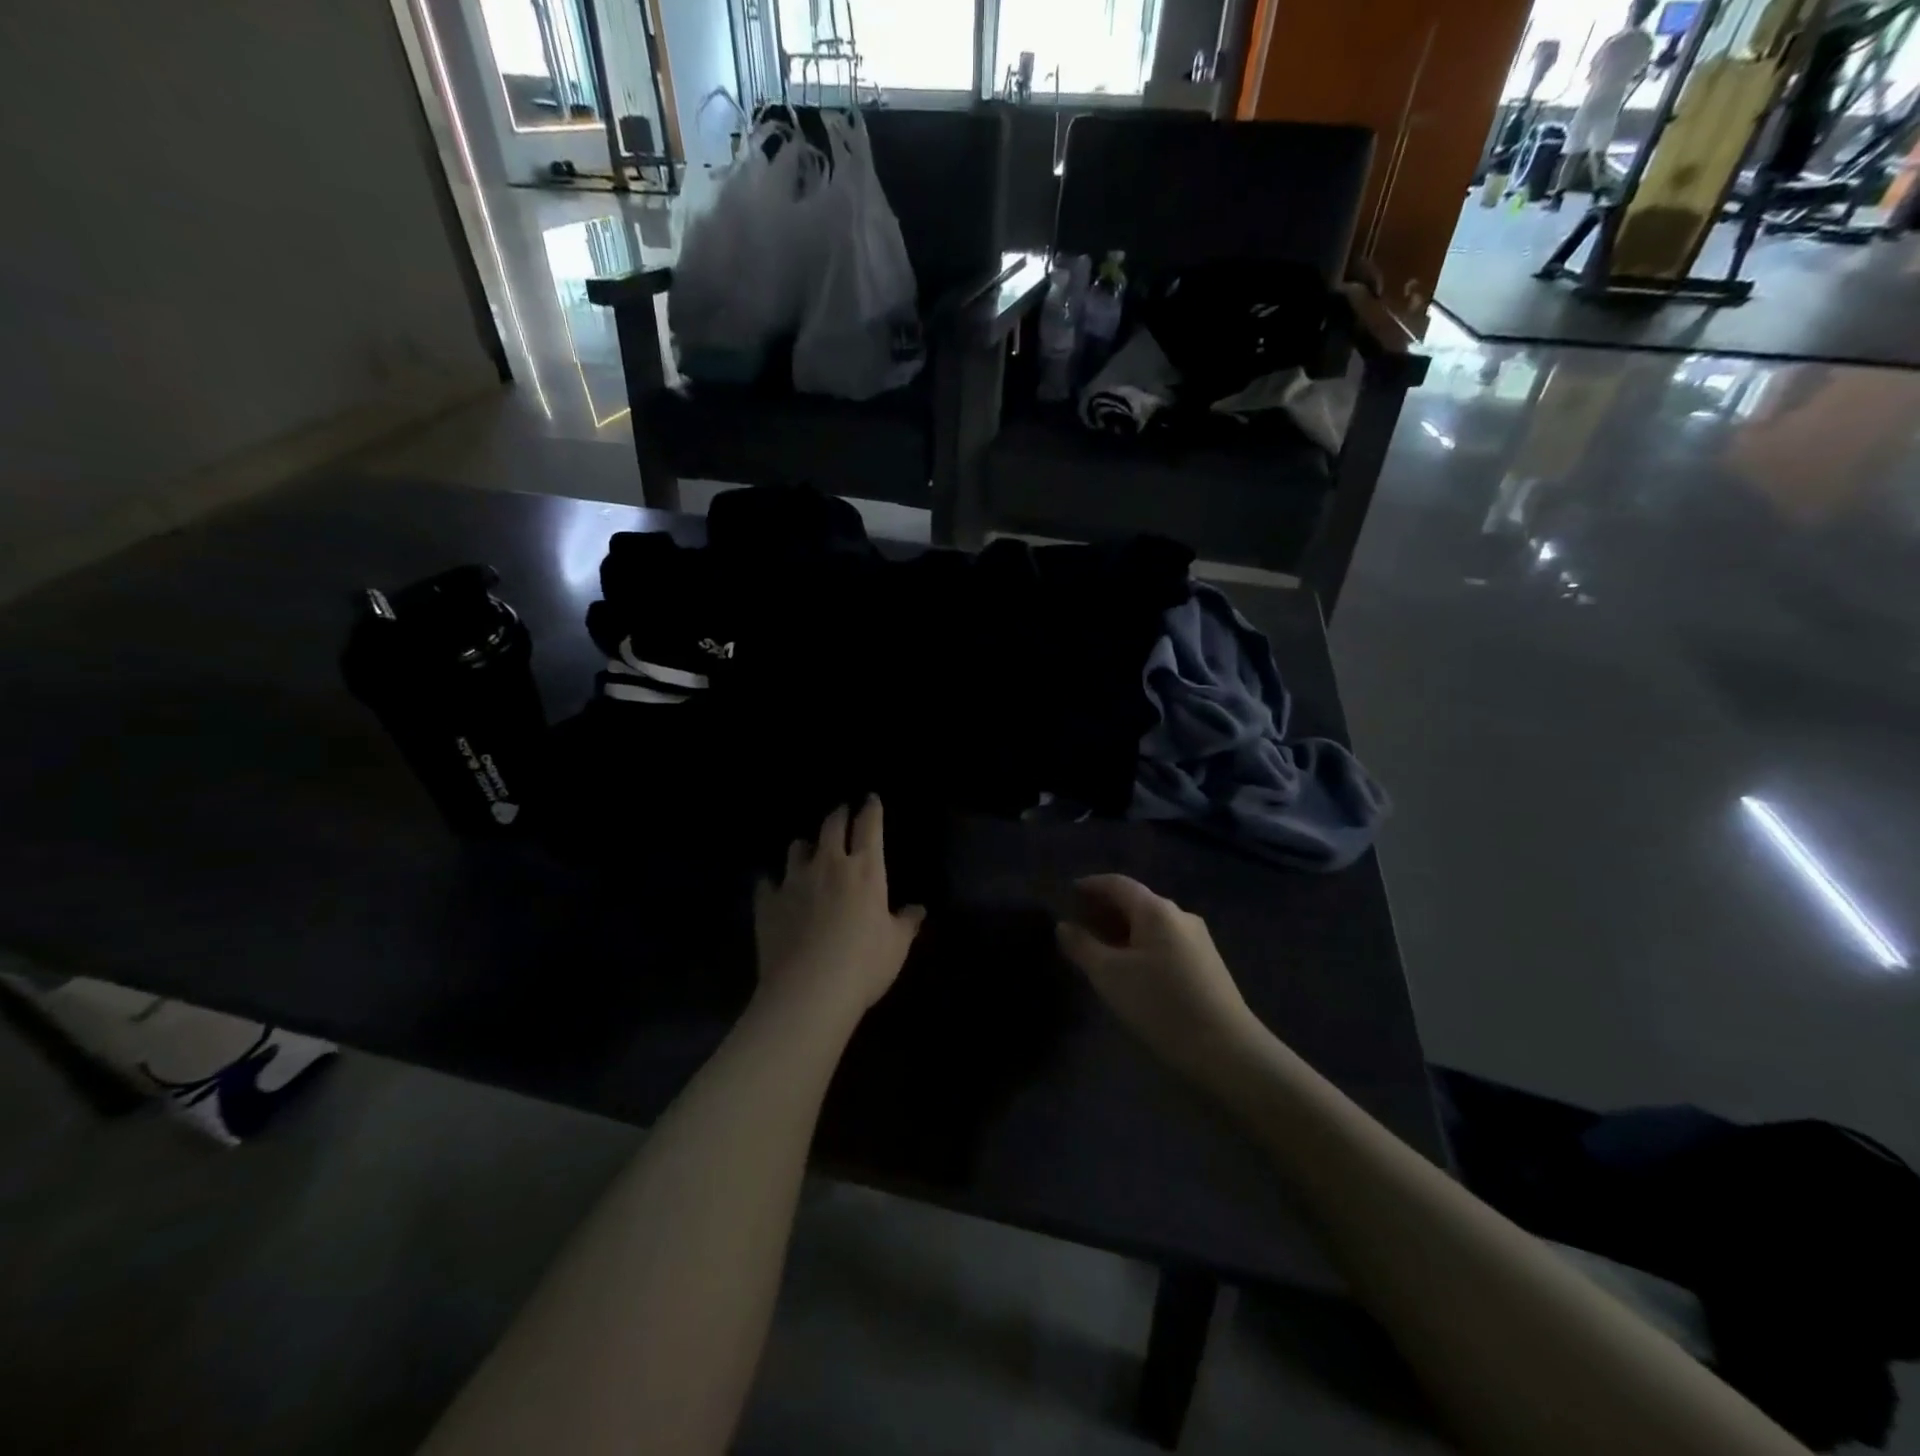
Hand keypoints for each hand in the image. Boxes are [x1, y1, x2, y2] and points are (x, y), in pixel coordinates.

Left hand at [753, 799, 925, 1025]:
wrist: (809, 990)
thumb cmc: (863, 964)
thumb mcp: (896, 946)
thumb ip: (906, 923)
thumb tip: (917, 909)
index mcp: (866, 870)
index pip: (869, 826)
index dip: (871, 809)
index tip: (870, 799)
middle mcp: (829, 865)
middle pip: (832, 826)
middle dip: (838, 815)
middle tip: (841, 813)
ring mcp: (794, 881)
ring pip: (797, 848)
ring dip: (805, 846)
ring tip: (808, 849)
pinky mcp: (768, 902)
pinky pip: (767, 883)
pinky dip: (772, 883)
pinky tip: (773, 888)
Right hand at [1055, 875, 1261, 1077]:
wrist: (1226, 1050)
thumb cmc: (1160, 1004)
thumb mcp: (1109, 975)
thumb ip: (1082, 946)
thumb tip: (1063, 925)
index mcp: (1156, 910)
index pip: (1117, 883)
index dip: (1091, 885)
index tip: (1068, 891)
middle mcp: (1179, 915)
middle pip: (1136, 901)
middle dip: (1105, 908)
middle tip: (1077, 922)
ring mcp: (1197, 939)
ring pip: (1151, 923)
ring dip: (1122, 928)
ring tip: (1098, 946)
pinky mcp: (1205, 964)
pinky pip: (1164, 941)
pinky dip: (1139, 944)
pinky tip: (1129, 966)